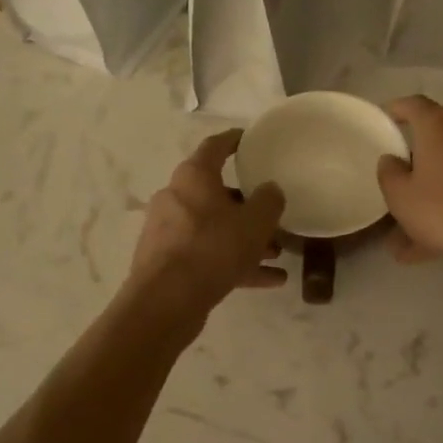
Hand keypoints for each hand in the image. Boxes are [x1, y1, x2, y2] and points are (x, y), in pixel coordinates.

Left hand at [127, 131, 285, 325]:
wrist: (166, 301)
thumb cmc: (213, 248)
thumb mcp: (255, 223)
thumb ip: (269, 201)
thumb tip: (270, 190)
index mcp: (194, 177)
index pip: (215, 147)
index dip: (235, 141)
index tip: (250, 140)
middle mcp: (176, 197)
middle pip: (216, 193)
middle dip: (247, 205)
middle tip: (272, 213)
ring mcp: (169, 231)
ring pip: (214, 228)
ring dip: (244, 238)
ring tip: (277, 253)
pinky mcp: (168, 262)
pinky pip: (208, 255)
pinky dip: (235, 263)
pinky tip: (269, 280)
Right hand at [375, 96, 442, 276]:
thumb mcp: (401, 196)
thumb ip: (389, 173)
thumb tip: (392, 160)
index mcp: (439, 126)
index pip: (414, 104)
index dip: (397, 109)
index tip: (386, 119)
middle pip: (437, 136)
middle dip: (417, 158)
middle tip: (400, 179)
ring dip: (435, 189)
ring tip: (414, 229)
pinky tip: (440, 241)